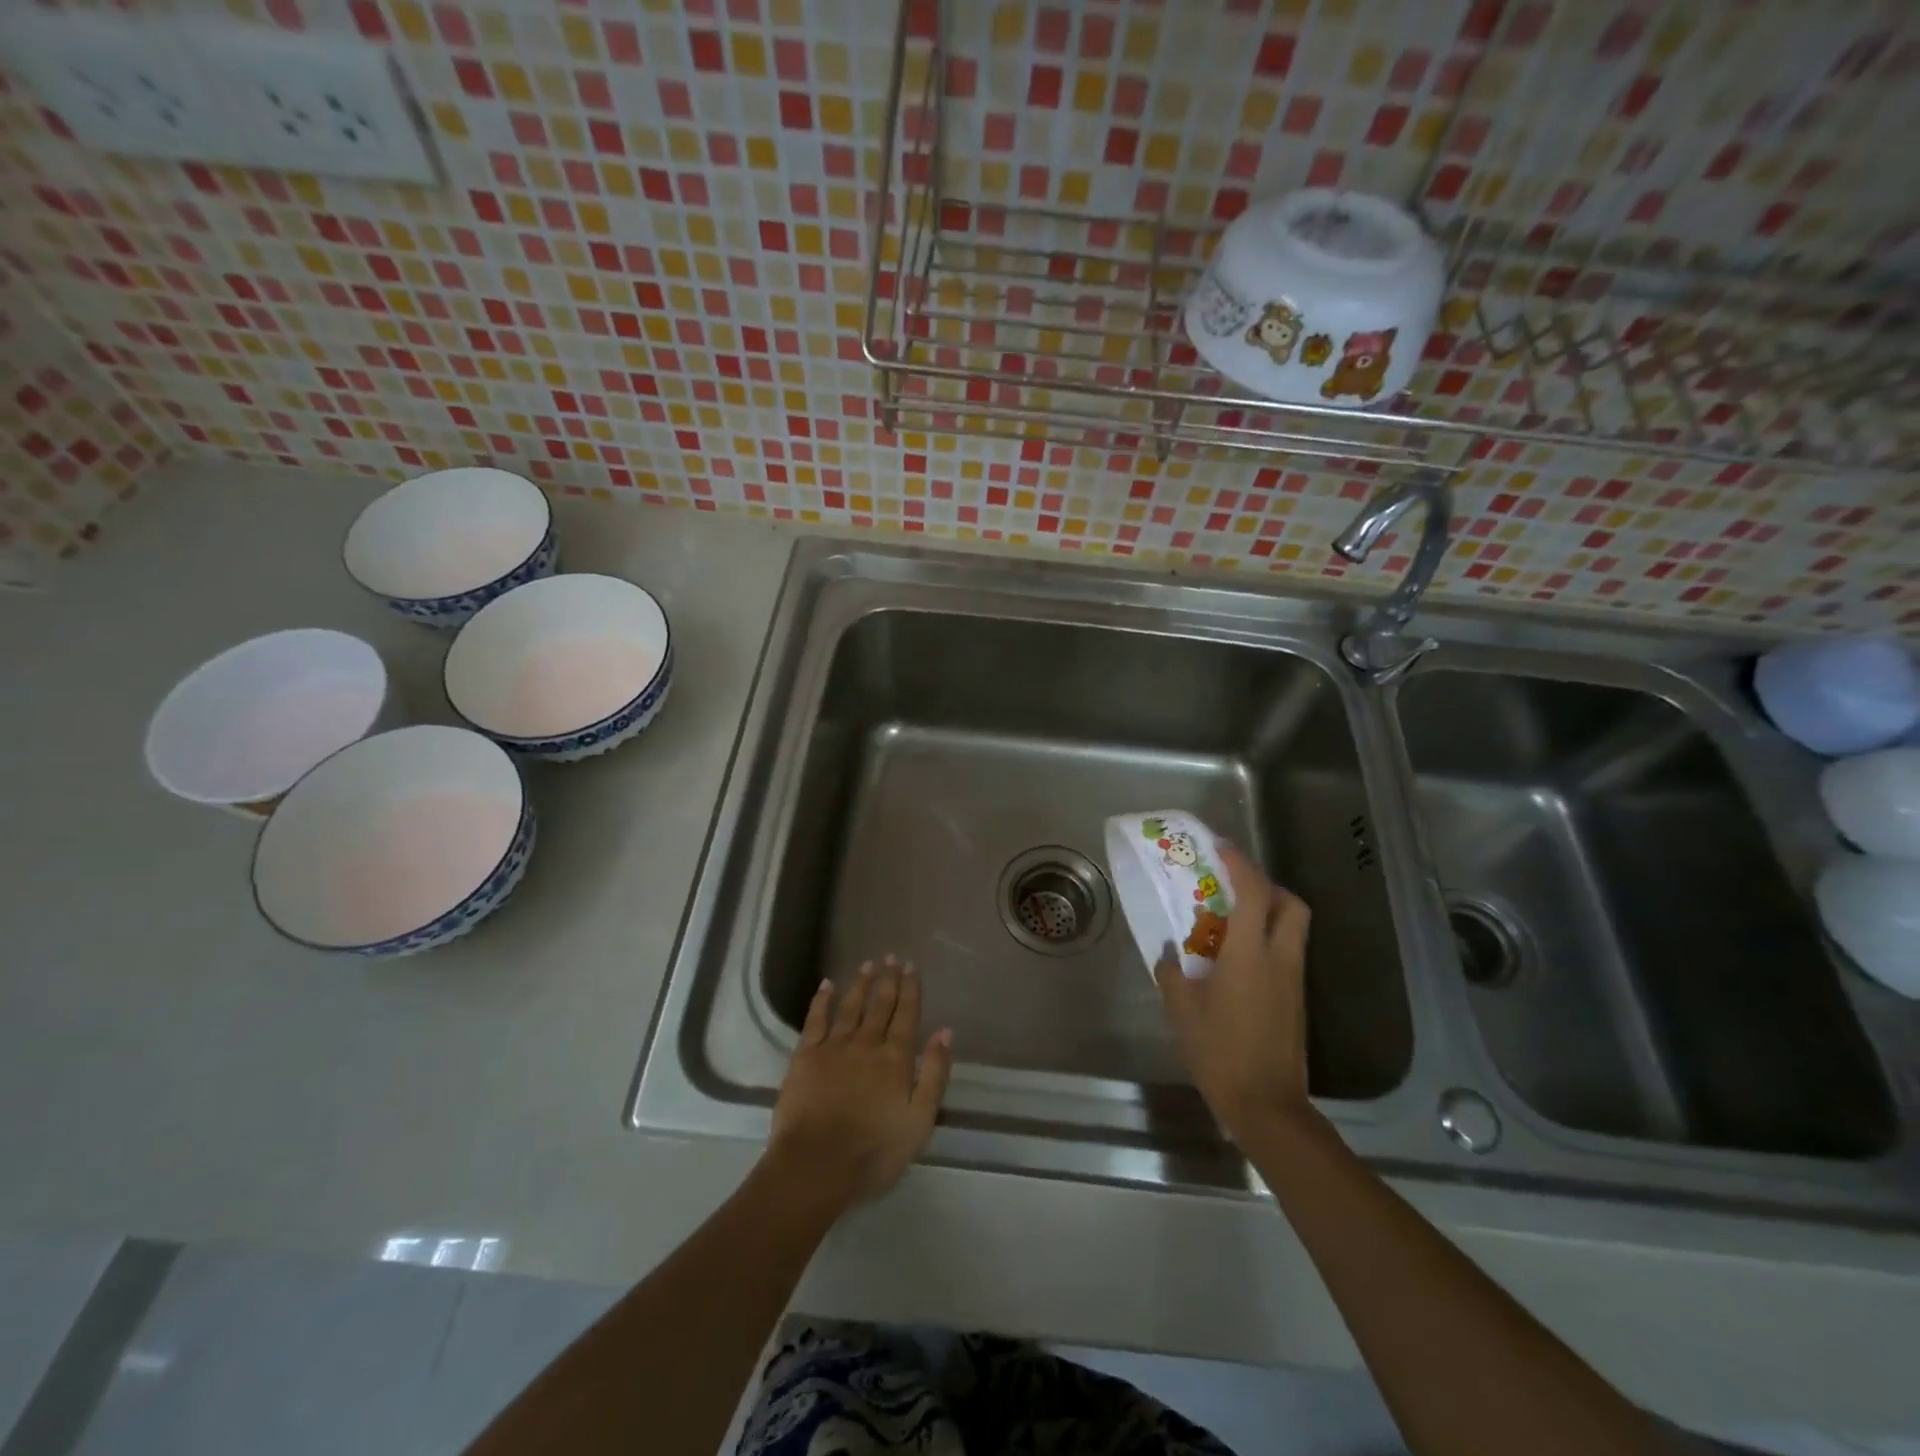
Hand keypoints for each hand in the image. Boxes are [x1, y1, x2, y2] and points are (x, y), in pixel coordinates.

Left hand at [767, 956, 952, 1211]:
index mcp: (895, 1059)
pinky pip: (815, 1020)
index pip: (907, 1015)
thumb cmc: (874, 1151)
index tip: (911, 967)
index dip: (910, 989)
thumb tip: (945, 1032)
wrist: (816, 1166)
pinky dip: (822, 1000)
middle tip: (892, 957)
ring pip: (851, 1007)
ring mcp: (834, 1047)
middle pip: (880, 1005)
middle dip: (888, 979)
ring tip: (868, 965)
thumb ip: (935, 1074)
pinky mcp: (805, 1056)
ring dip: (861, 984)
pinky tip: (827, 985)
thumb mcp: (919, 1121)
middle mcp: (866, 1043)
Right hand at [1155, 844, 1311, 1141]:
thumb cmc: (1219, 1051)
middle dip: (1267, 884)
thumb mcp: (1181, 1009)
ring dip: (1269, 910)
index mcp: (1249, 953)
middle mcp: (1279, 957)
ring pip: (1293, 927)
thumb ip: (1171, 972)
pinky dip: (1269, 939)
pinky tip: (1238, 958)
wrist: (1266, 1104)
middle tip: (1235, 884)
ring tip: (1232, 919)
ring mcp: (1293, 979)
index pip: (1253, 891)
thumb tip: (1167, 952)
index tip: (1219, 848)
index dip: (1239, 863)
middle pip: (1290, 903)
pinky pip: (1288, 951)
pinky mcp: (1297, 999)